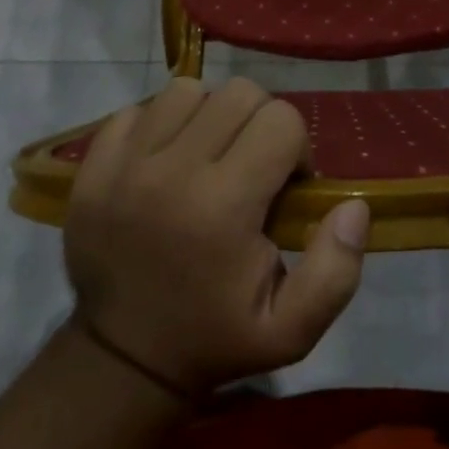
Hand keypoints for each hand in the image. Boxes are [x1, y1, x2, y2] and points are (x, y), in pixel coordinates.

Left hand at [63, 77, 370, 395]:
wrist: (122, 357)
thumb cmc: (215, 338)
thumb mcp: (291, 330)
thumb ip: (335, 271)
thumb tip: (354, 206)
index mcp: (224, 207)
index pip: (281, 120)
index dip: (295, 148)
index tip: (284, 185)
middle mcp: (172, 172)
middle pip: (239, 93)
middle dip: (259, 123)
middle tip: (251, 166)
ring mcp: (125, 164)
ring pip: (188, 90)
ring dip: (210, 116)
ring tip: (208, 157)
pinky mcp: (94, 165)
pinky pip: (138, 109)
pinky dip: (160, 124)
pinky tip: (166, 161)